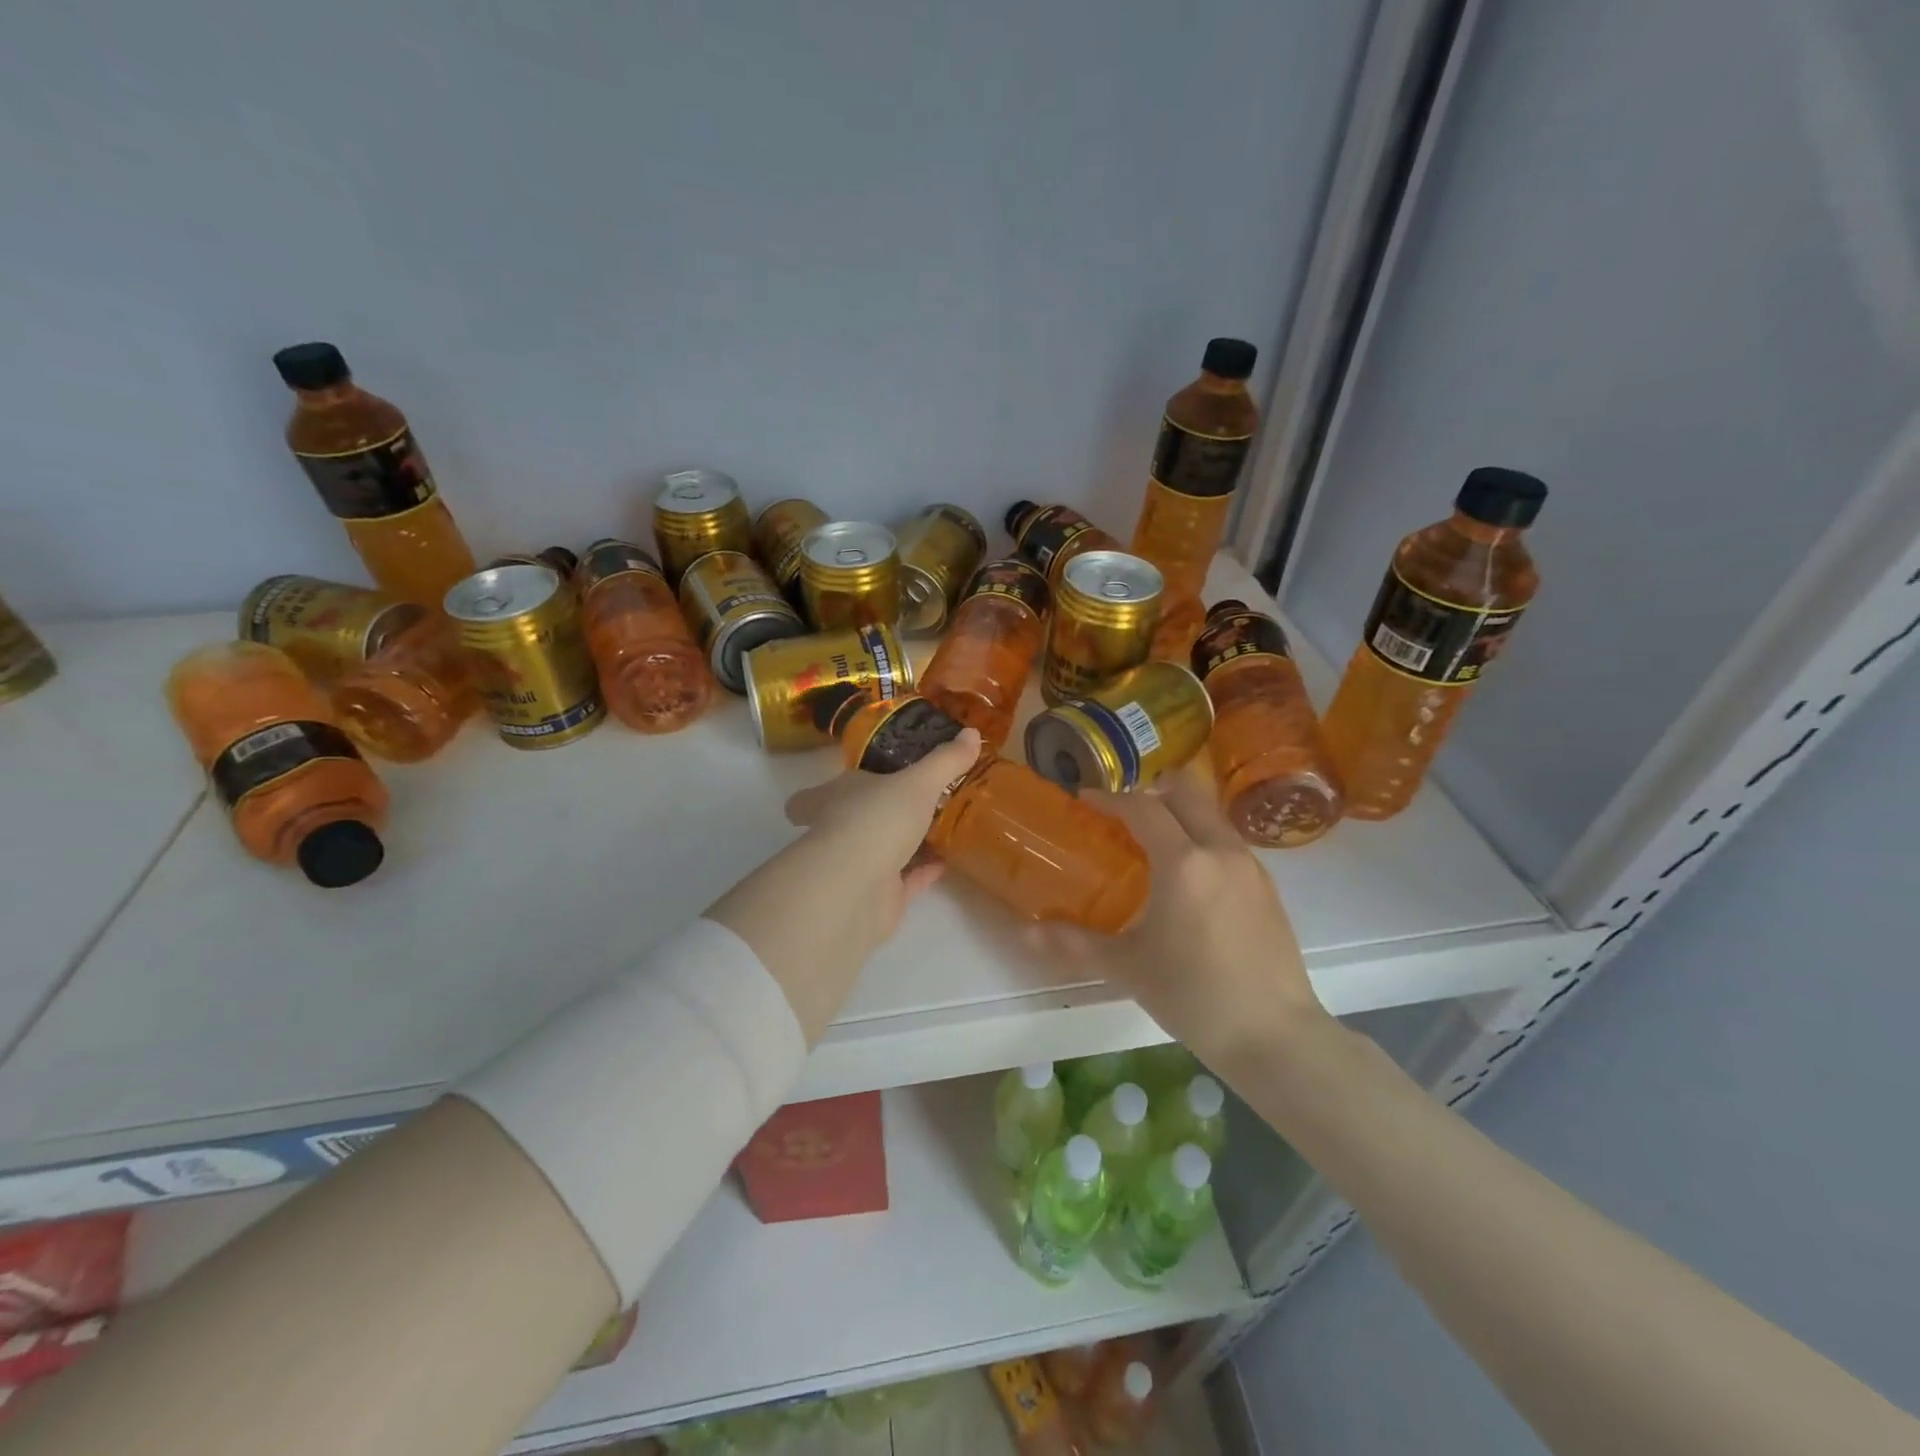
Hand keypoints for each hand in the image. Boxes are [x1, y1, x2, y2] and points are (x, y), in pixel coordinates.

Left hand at [706, 728, 982, 1041]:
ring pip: (883, 851)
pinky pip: (905, 881)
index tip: (855, 779)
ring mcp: (858, 867)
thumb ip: (945, 761)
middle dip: (881, 813)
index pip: (819, 793)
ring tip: (942, 828)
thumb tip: (973, 732)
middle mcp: (841, 830)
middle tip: (914, 801)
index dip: (831, 788)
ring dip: (908, 843)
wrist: (857, 889)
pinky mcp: (878, 899)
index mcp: (836, 797)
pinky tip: (948, 861)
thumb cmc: (877, 819)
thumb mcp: (918, 782)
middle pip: (856, 820)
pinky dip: (924, 872)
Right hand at [1030, 763, 1332, 1068]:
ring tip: (1152, 846)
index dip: (1110, 799)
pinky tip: (1188, 880)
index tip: (1085, 802)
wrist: (1275, 1036)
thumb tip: (1026, 934)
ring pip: (1210, 815)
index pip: (1142, 807)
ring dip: (1179, 815)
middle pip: (1186, 792)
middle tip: (1121, 816)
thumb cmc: (1194, 996)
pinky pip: (1227, 843)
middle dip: (1150, 792)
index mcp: (1183, 862)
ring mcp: (1250, 866)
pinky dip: (1201, 840)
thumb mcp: (1128, 968)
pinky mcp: (1267, 887)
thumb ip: (1075, 944)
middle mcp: (1220, 850)